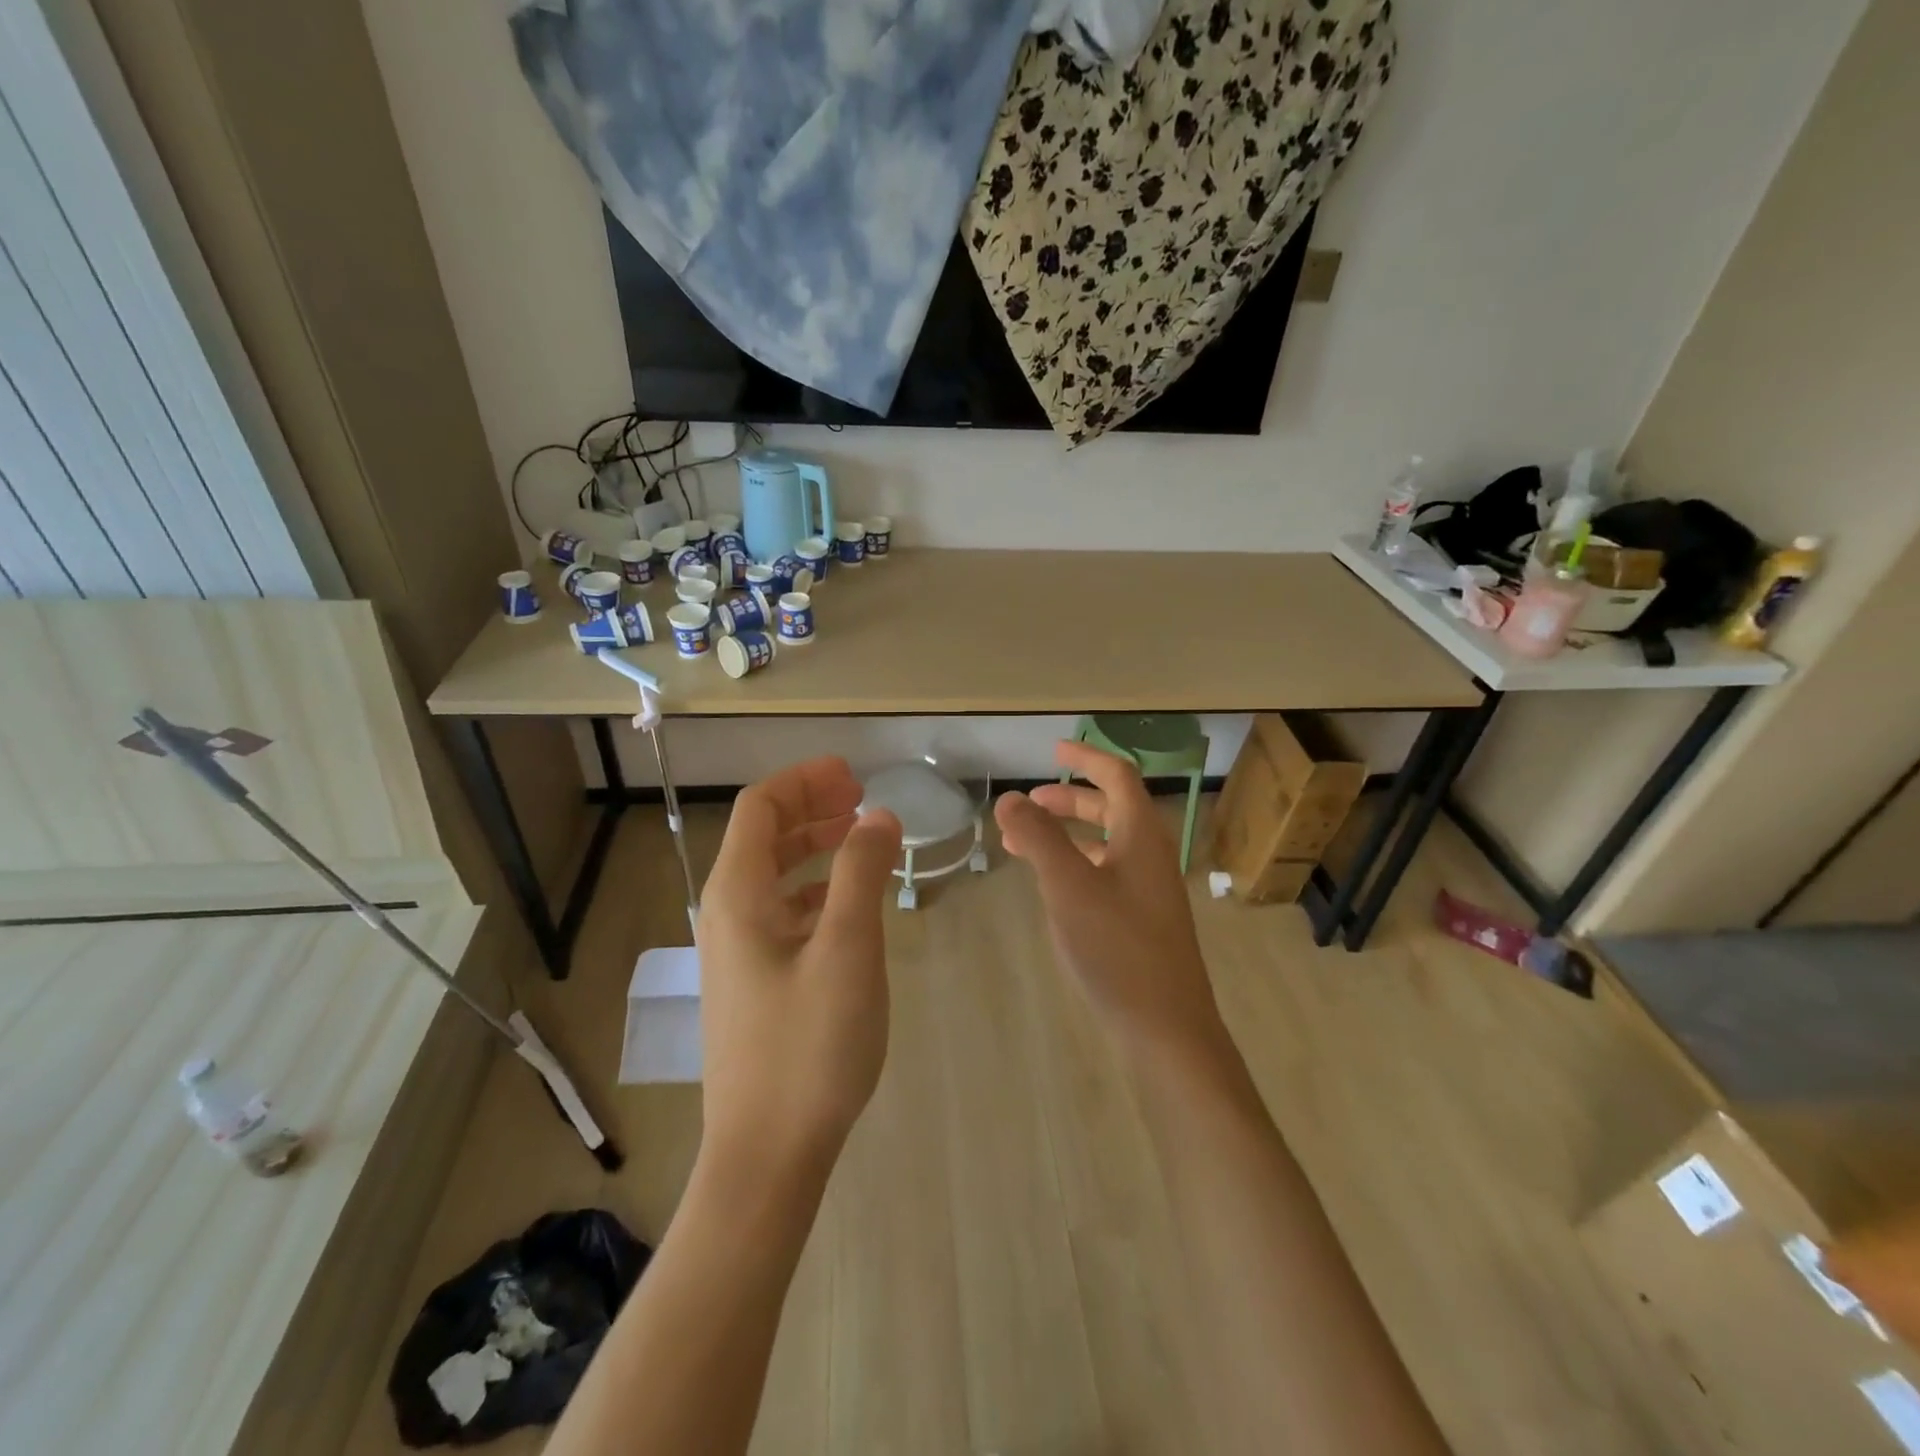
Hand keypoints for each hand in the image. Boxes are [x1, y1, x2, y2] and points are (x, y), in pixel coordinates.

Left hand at [696, 758, 901, 1176]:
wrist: (767, 1155)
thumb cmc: (809, 1045)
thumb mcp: (848, 949)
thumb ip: (863, 872)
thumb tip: (878, 816)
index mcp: (738, 895)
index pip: (761, 807)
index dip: (806, 781)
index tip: (854, 775)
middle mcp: (727, 914)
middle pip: (764, 835)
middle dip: (811, 807)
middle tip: (862, 799)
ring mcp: (737, 951)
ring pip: (773, 874)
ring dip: (814, 846)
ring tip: (860, 839)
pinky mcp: (753, 982)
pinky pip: (782, 912)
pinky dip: (815, 889)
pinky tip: (848, 903)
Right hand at [995, 742, 1226, 1060]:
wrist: (1166, 1028)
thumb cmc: (1117, 948)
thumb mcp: (1068, 887)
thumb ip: (1038, 837)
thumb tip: (1009, 797)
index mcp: (1141, 835)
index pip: (1117, 776)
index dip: (1086, 758)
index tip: (1054, 749)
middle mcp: (1151, 855)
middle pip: (1113, 808)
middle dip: (1070, 798)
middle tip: (1031, 802)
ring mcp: (1150, 889)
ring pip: (1107, 843)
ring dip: (1069, 833)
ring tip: (1024, 842)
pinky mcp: (1143, 919)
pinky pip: (1107, 872)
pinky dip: (1076, 864)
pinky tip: (1051, 884)